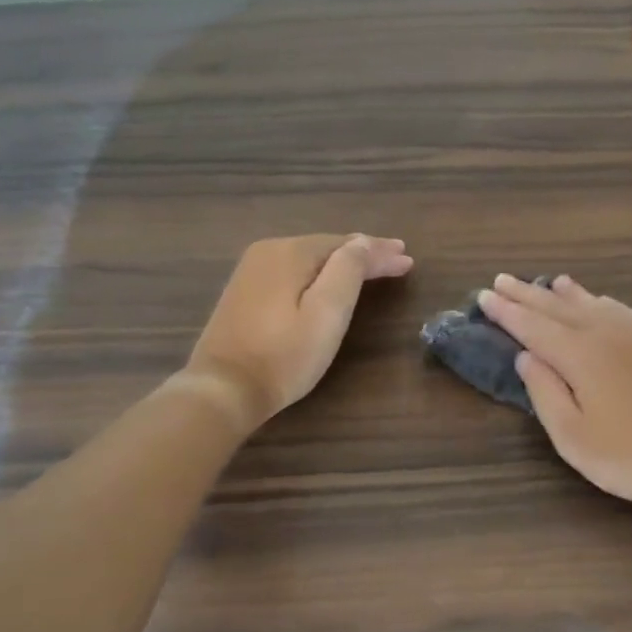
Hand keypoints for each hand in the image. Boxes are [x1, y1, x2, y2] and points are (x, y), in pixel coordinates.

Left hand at [179, 234, 412, 430]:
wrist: (223, 389)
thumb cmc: (284, 356)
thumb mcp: (326, 313)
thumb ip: (348, 271)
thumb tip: (362, 242)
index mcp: (290, 252)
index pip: (346, 245)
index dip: (379, 252)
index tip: (408, 259)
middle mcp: (268, 251)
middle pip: (327, 247)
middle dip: (363, 254)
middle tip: (397, 259)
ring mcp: (251, 271)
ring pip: (309, 258)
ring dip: (341, 262)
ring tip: (372, 266)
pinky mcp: (244, 292)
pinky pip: (292, 271)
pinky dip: (317, 273)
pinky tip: (330, 279)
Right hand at [479, 275, 631, 530]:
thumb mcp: (576, 438)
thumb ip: (546, 393)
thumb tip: (528, 356)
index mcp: (581, 355)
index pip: (533, 326)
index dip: (507, 312)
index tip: (484, 296)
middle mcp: (609, 333)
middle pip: (560, 308)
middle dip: (528, 294)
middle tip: (502, 279)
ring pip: (595, 303)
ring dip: (566, 294)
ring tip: (549, 283)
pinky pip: (624, 310)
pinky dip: (603, 302)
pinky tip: (602, 303)